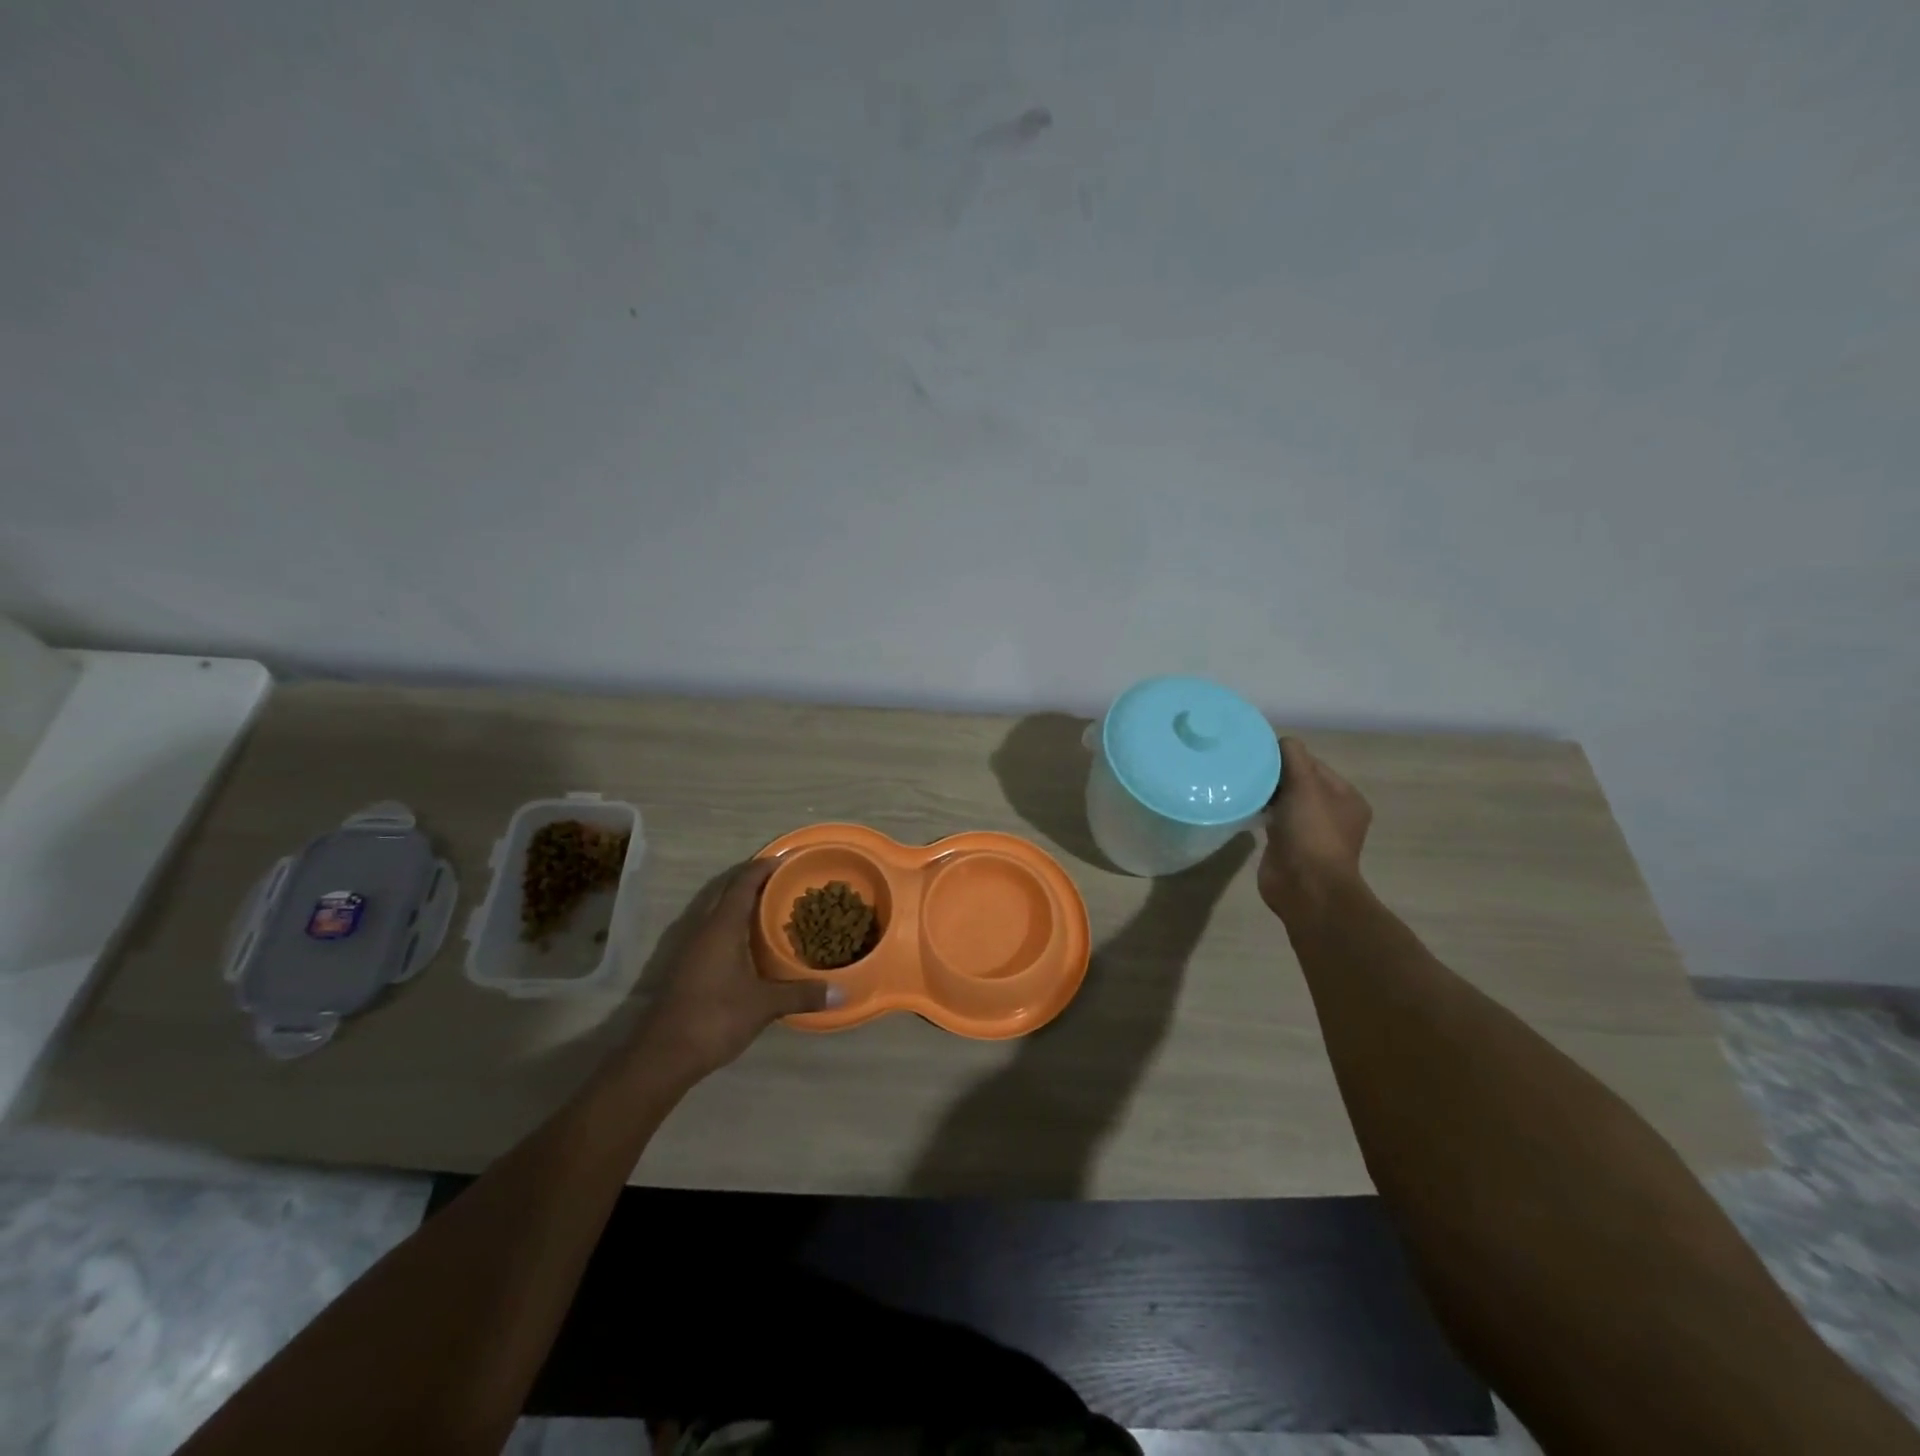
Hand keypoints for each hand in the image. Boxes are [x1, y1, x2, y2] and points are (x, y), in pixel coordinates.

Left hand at [634, 860, 837, 1078]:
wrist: (663, 1055)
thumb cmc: (715, 1017)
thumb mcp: (764, 1005)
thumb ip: (801, 994)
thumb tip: (841, 991)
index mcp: (722, 926)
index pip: (742, 883)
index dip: (762, 868)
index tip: (785, 859)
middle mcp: (703, 929)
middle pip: (727, 892)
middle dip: (752, 881)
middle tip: (783, 881)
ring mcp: (690, 948)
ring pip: (717, 911)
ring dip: (740, 904)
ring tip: (771, 908)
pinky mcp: (686, 966)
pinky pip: (712, 931)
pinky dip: (732, 925)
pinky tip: (750, 943)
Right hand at [1257, 736, 1372, 917]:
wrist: (1305, 887)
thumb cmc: (1312, 832)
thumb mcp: (1305, 786)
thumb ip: (1293, 757)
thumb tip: (1278, 741)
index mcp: (1345, 797)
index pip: (1312, 764)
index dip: (1287, 757)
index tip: (1258, 754)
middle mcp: (1330, 813)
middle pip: (1297, 781)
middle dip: (1273, 775)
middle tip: (1244, 768)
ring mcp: (1309, 831)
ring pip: (1283, 801)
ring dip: (1264, 793)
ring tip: (1239, 784)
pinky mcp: (1287, 846)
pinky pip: (1271, 820)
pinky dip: (1259, 812)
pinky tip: (1242, 807)